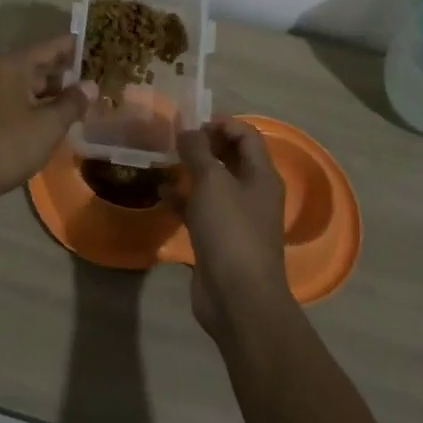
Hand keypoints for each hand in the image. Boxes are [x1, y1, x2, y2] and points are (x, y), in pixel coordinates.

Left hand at [0, 34, 91, 208]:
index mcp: (11, 65)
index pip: (49, 47)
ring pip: (26, 85)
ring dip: (52, 92)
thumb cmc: (8, 146)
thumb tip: (90, 85)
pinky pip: (16, 100)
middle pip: (37, 64)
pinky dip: (36, 105)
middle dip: (66, 73)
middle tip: (96, 78)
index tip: (99, 47)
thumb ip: (72, 102)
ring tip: (81, 100)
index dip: (75, 47)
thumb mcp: (48, 125)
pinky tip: (54, 118)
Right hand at [167, 119, 291, 338]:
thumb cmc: (230, 231)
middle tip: (174, 141)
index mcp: (261, 175)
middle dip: (204, 146)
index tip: (191, 124)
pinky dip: (183, 200)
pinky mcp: (218, 240)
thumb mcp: (212, 182)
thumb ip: (198, 151)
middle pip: (230, 158)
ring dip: (191, 172)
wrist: (238, 298)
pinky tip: (161, 195)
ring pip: (213, 185)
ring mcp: (236, 218)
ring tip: (163, 162)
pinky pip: (200, 210)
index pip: (246, 135)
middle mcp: (252, 193)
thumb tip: (187, 129)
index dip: (221, 124)